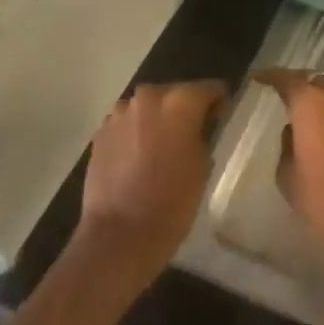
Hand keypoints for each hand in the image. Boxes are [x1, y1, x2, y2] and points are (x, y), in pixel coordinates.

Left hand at [77, 80, 227, 283]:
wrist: (120, 236)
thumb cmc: (172, 202)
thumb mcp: (202, 165)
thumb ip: (202, 133)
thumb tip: (200, 124)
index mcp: (179, 102)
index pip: (209, 88)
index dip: (219, 101)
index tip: (222, 116)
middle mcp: (148, 97)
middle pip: (174, 93)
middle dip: (185, 108)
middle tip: (194, 132)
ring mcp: (119, 113)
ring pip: (148, 107)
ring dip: (157, 119)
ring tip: (163, 146)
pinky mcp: (101, 132)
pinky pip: (127, 124)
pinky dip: (136, 132)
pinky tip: (140, 157)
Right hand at [252, 69, 323, 253]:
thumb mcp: (288, 177)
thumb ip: (286, 145)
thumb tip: (294, 132)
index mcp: (310, 104)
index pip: (285, 79)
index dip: (270, 76)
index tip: (258, 78)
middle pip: (314, 83)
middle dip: (299, 89)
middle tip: (287, 101)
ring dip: (323, 103)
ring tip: (313, 120)